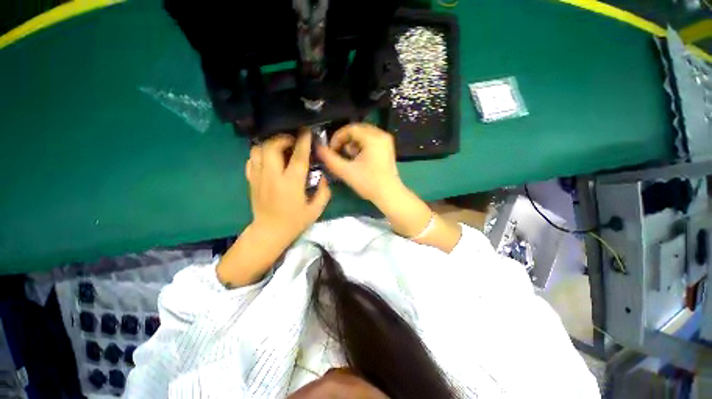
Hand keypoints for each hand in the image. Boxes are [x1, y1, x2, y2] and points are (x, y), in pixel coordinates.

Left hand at [217, 132, 330, 286]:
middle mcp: (273, 177)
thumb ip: (324, 192)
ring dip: (270, 144)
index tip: (307, 131)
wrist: (269, 232)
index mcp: (291, 184)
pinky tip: (269, 158)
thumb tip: (324, 177)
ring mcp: (258, 177)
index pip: (298, 157)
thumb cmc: (294, 222)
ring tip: (280, 147)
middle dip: (283, 137)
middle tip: (293, 140)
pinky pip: (251, 159)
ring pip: (258, 150)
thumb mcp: (316, 210)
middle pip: (272, 146)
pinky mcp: (251, 180)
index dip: (303, 141)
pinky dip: (260, 153)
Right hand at [316, 123, 402, 207]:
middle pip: (357, 130)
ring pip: (364, 134)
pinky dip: (361, 146)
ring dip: (353, 143)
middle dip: (345, 140)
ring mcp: (386, 141)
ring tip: (350, 158)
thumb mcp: (346, 171)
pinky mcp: (387, 148)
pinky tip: (359, 158)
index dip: (337, 138)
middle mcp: (381, 135)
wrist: (389, 195)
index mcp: (373, 138)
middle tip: (339, 153)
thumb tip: (318, 148)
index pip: (350, 129)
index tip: (331, 150)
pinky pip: (371, 140)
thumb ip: (330, 158)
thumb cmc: (368, 183)